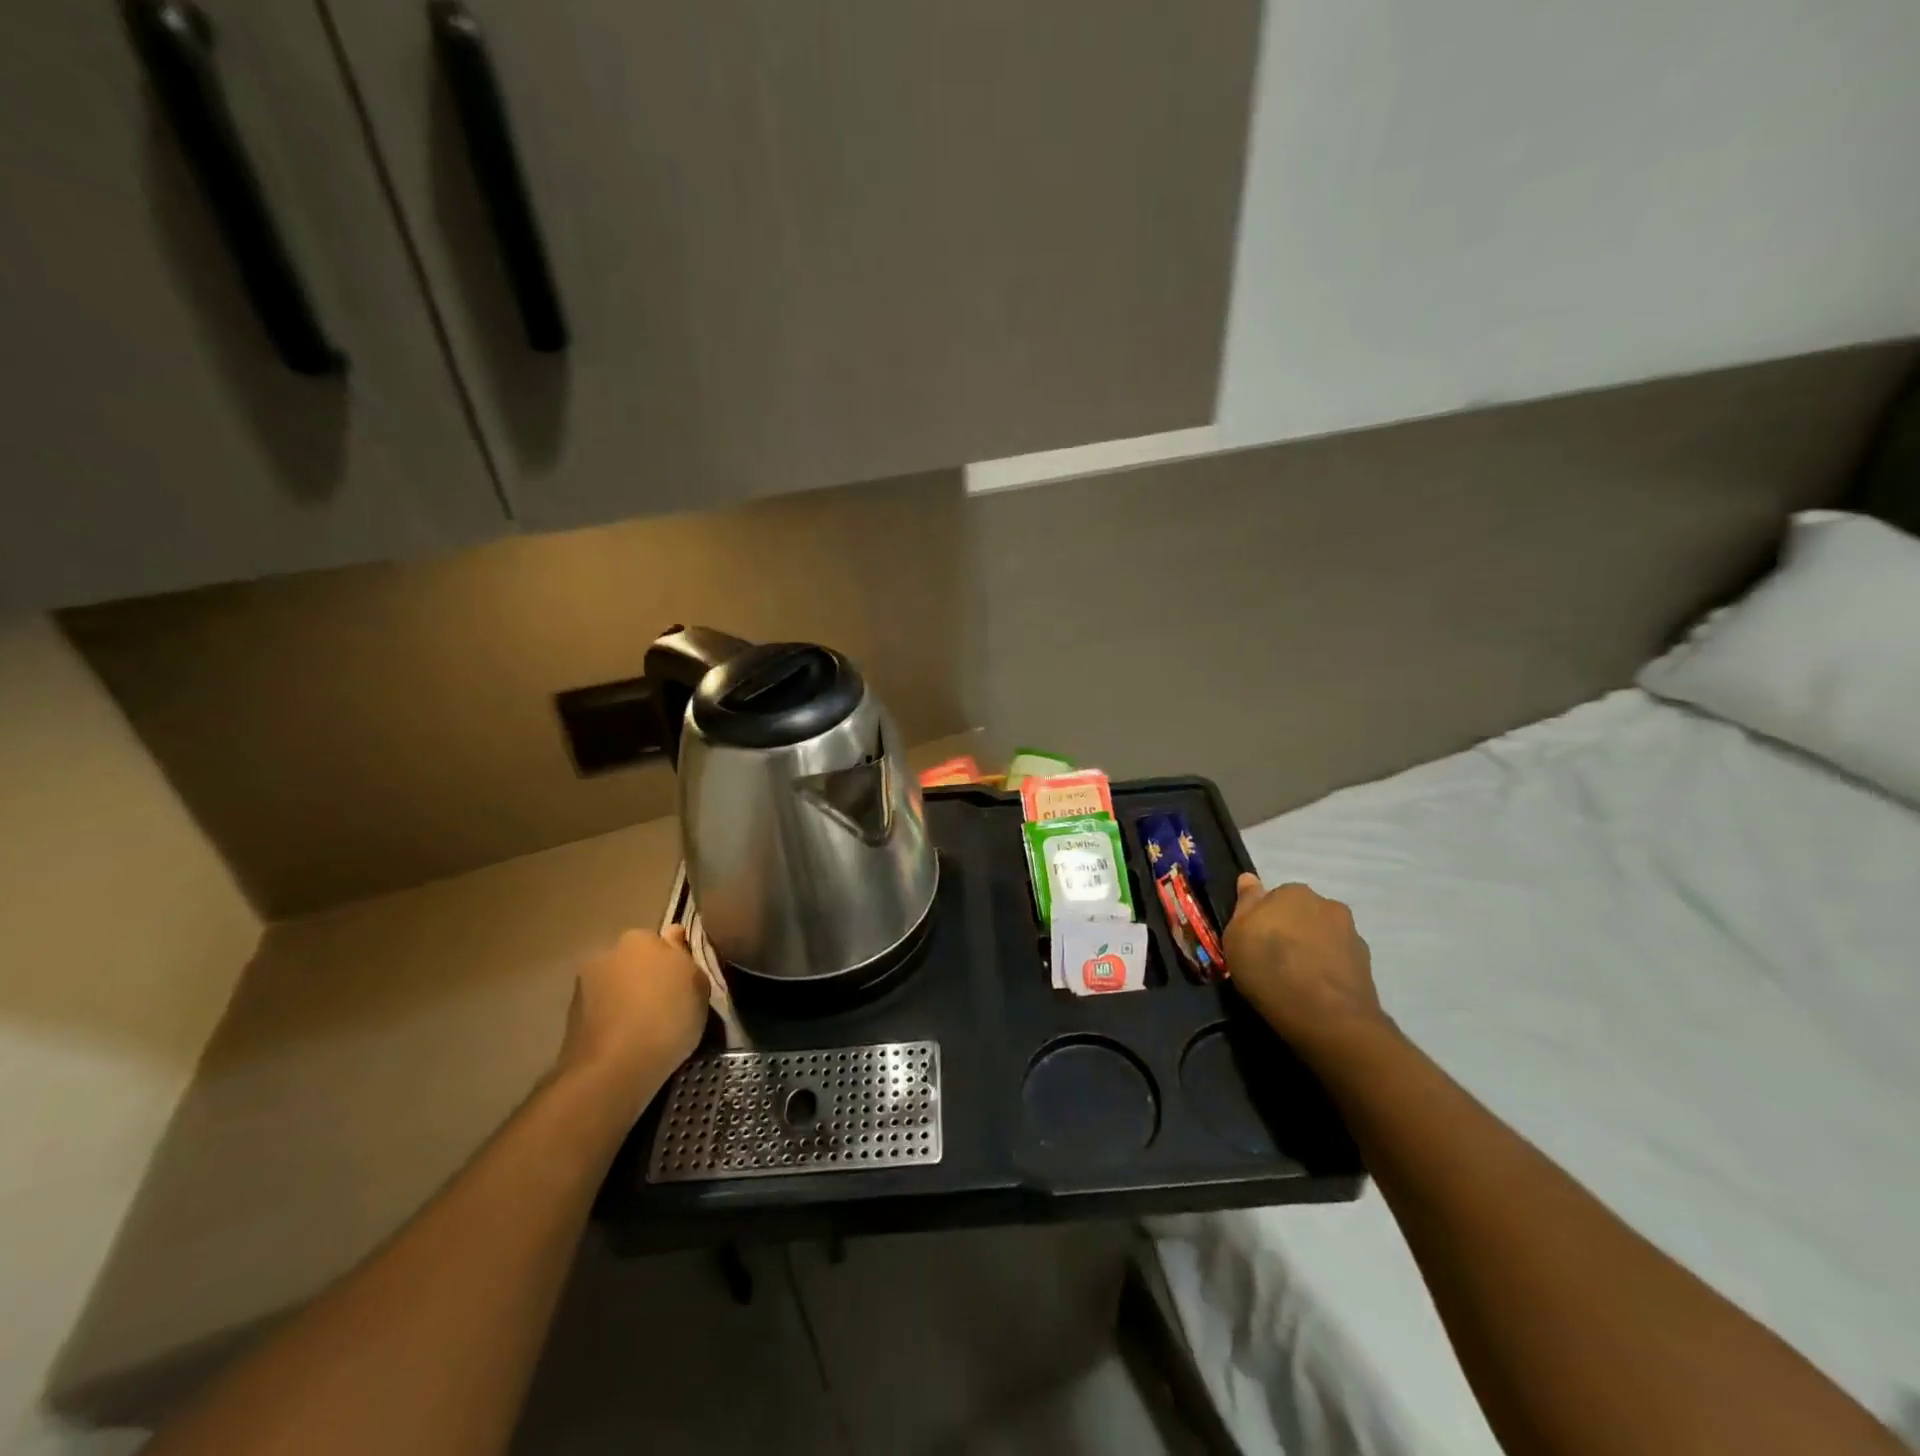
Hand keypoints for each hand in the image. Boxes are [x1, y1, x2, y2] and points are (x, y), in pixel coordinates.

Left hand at [555, 927, 709, 1115]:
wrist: (613, 1069)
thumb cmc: (667, 1018)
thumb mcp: (699, 984)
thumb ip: (685, 956)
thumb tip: (673, 935)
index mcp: (639, 938)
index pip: (661, 941)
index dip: (674, 963)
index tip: (684, 985)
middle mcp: (605, 954)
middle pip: (633, 962)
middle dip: (646, 978)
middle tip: (667, 1006)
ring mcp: (582, 987)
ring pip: (615, 988)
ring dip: (626, 1000)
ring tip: (645, 1030)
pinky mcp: (569, 1020)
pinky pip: (602, 1014)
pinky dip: (612, 1023)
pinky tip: (626, 1044)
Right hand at [1225, 875, 1387, 1055]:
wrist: (1326, 1015)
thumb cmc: (1269, 967)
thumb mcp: (1236, 934)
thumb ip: (1245, 904)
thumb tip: (1249, 878)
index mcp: (1293, 891)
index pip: (1274, 898)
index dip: (1263, 920)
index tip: (1255, 942)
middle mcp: (1327, 905)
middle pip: (1302, 914)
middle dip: (1291, 930)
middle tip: (1274, 960)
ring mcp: (1352, 935)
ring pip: (1323, 936)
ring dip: (1312, 949)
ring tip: (1297, 979)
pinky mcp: (1367, 965)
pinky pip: (1339, 961)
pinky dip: (1328, 970)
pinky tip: (1316, 991)